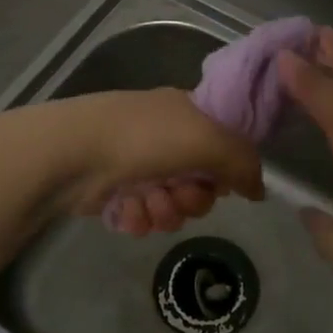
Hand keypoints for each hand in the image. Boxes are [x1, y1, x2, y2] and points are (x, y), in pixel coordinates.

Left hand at [54, 89, 263, 234]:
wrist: (73, 153)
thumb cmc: (145, 137)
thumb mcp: (208, 139)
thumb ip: (243, 163)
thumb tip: (258, 190)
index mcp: (188, 114)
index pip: (224, 147)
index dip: (225, 170)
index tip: (219, 181)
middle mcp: (166, 139)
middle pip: (201, 186)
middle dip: (193, 198)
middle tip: (177, 193)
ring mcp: (139, 167)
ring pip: (173, 206)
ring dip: (165, 211)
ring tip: (146, 201)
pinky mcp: (116, 193)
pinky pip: (145, 218)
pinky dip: (138, 218)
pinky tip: (126, 209)